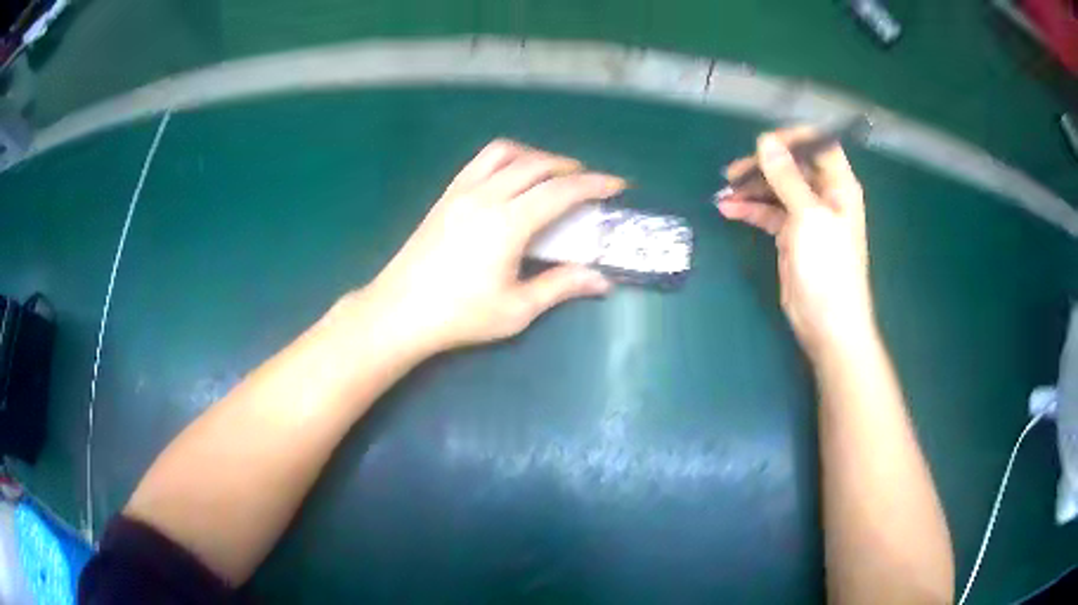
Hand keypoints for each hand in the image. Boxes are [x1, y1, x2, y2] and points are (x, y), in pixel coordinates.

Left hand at [362, 139, 624, 355]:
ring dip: (535, 156)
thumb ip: (561, 286)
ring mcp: (461, 191)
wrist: (399, 311)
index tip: (617, 185)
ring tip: (550, 173)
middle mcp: (486, 195)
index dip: (594, 184)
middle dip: (569, 167)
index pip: (561, 191)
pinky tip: (510, 178)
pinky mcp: (446, 195)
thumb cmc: (459, 315)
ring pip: (505, 153)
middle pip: (536, 164)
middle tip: (589, 182)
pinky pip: (480, 161)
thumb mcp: (517, 309)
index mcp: (508, 222)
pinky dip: (505, 159)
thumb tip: (602, 280)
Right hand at [716, 127, 874, 359]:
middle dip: (763, 165)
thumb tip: (765, 141)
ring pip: (776, 189)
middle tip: (734, 172)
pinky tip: (728, 209)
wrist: (827, 324)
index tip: (763, 144)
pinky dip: (749, 210)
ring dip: (751, 188)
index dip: (793, 138)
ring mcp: (806, 217)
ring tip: (724, 191)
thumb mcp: (808, 217)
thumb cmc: (828, 268)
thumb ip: (787, 177)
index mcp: (838, 186)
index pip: (819, 145)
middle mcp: (823, 196)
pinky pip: (768, 213)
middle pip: (792, 165)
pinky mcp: (790, 237)